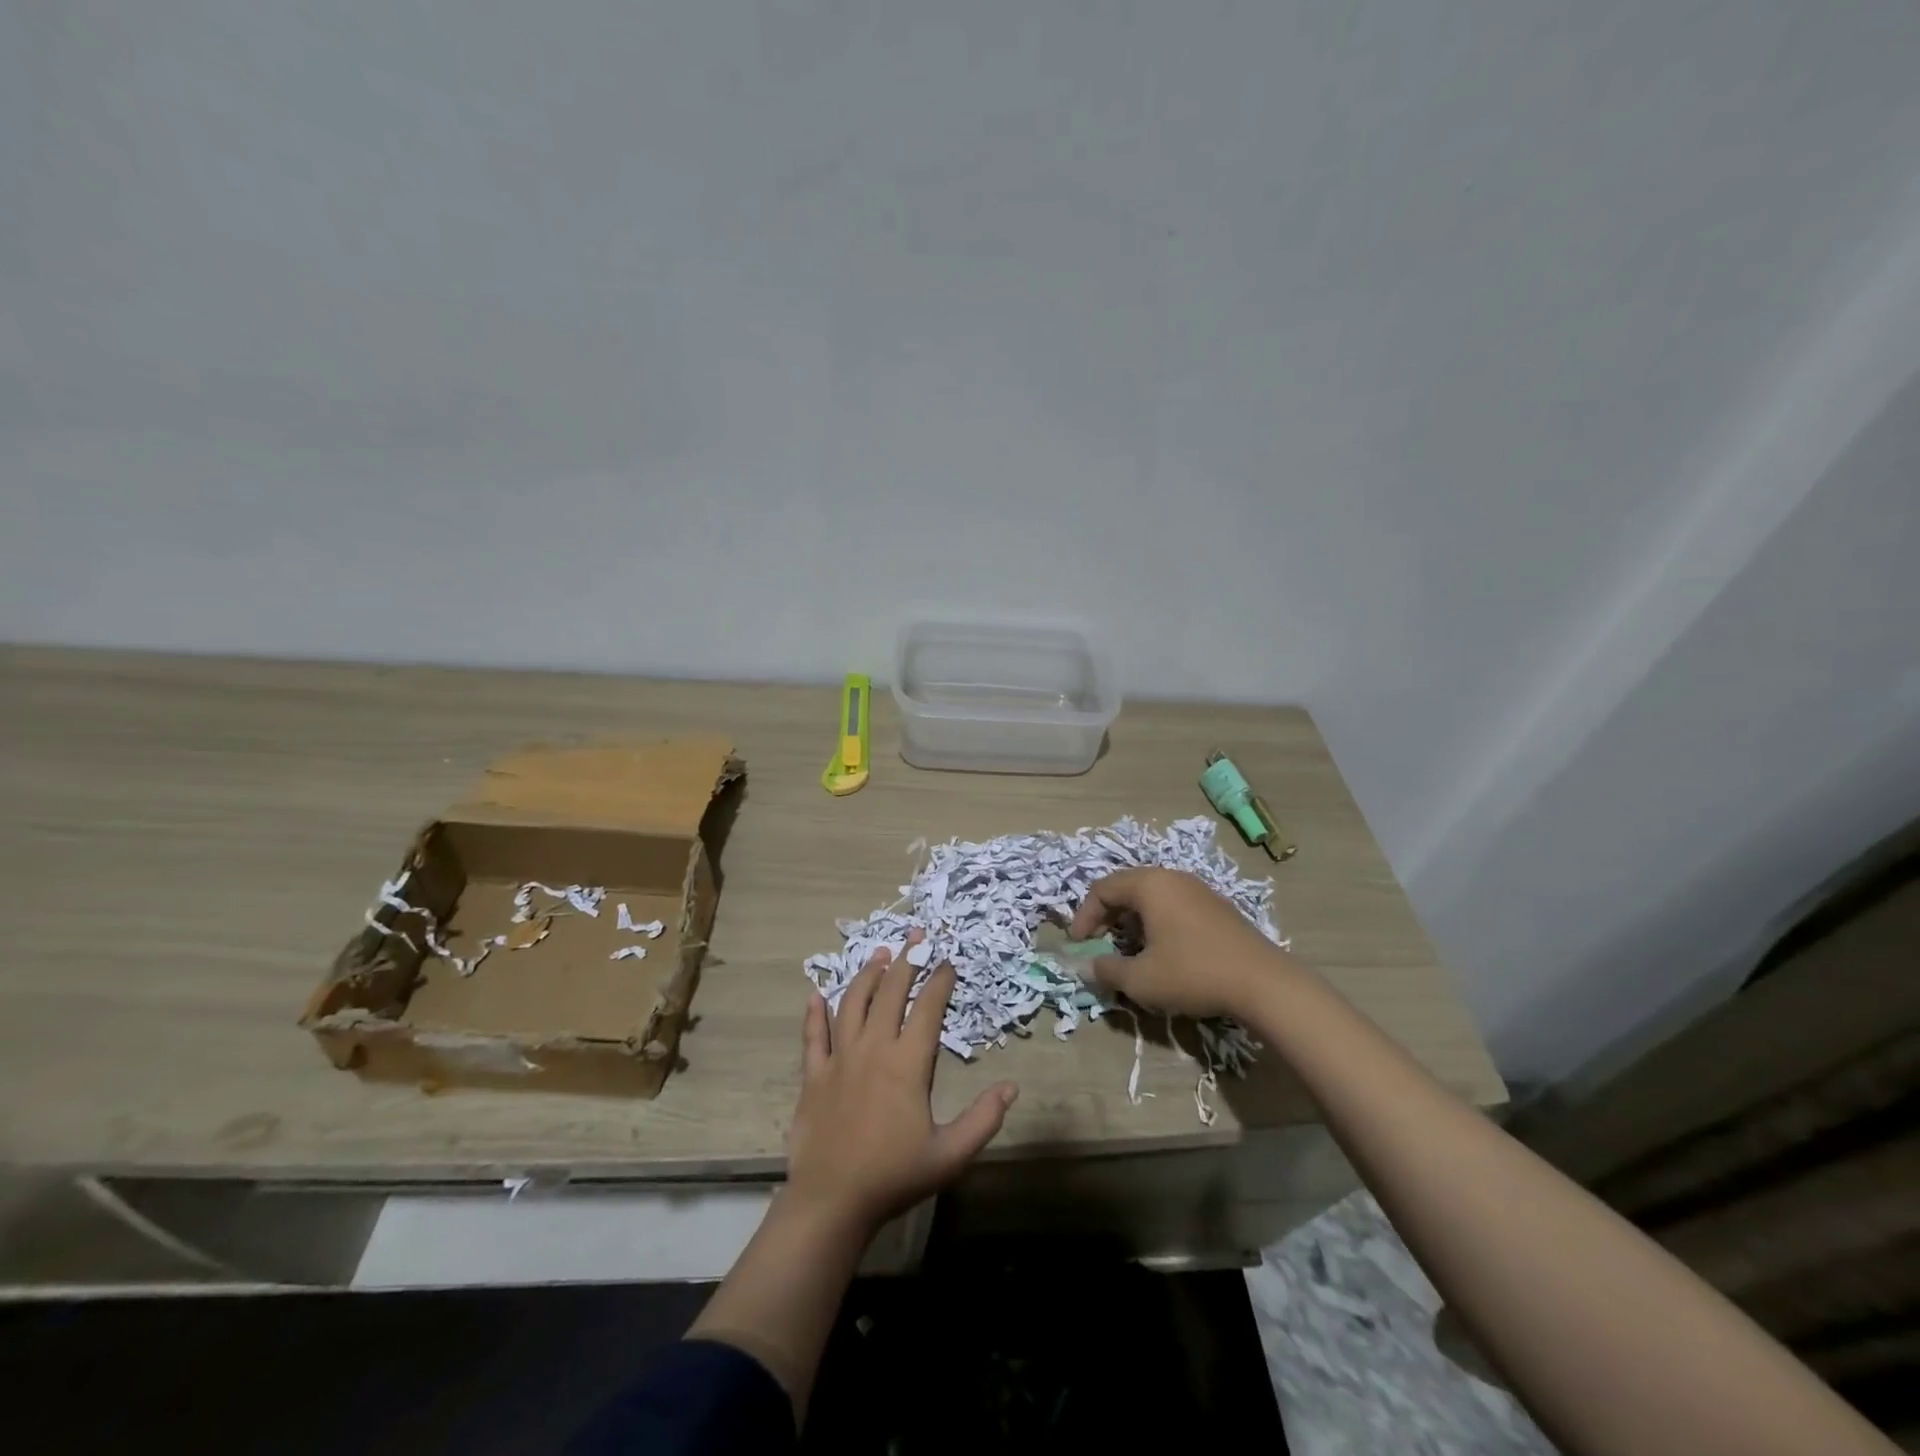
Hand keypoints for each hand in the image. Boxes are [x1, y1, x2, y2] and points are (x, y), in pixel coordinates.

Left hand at [788, 933, 1017, 1234]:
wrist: (832, 1201)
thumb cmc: (894, 1176)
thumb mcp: (950, 1155)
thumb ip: (983, 1119)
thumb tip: (1012, 1086)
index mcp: (907, 1063)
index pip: (927, 1009)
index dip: (940, 981)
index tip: (948, 961)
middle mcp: (873, 1049)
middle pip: (890, 993)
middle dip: (906, 960)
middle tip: (916, 936)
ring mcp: (839, 1058)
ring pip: (852, 1003)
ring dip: (867, 975)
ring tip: (879, 954)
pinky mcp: (814, 1074)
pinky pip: (813, 1035)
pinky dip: (814, 1012)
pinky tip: (815, 993)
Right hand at [1069, 868, 1295, 1019]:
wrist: (1263, 983)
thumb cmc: (1193, 973)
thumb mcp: (1141, 980)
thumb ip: (1107, 971)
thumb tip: (1089, 966)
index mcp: (1149, 885)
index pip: (1102, 889)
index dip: (1084, 916)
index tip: (1079, 946)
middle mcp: (1172, 877)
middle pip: (1126, 887)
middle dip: (1106, 916)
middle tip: (1099, 943)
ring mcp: (1198, 889)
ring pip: (1151, 896)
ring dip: (1132, 919)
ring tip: (1129, 948)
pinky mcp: (1217, 906)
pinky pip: (1173, 904)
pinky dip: (1156, 921)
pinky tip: (1163, 950)